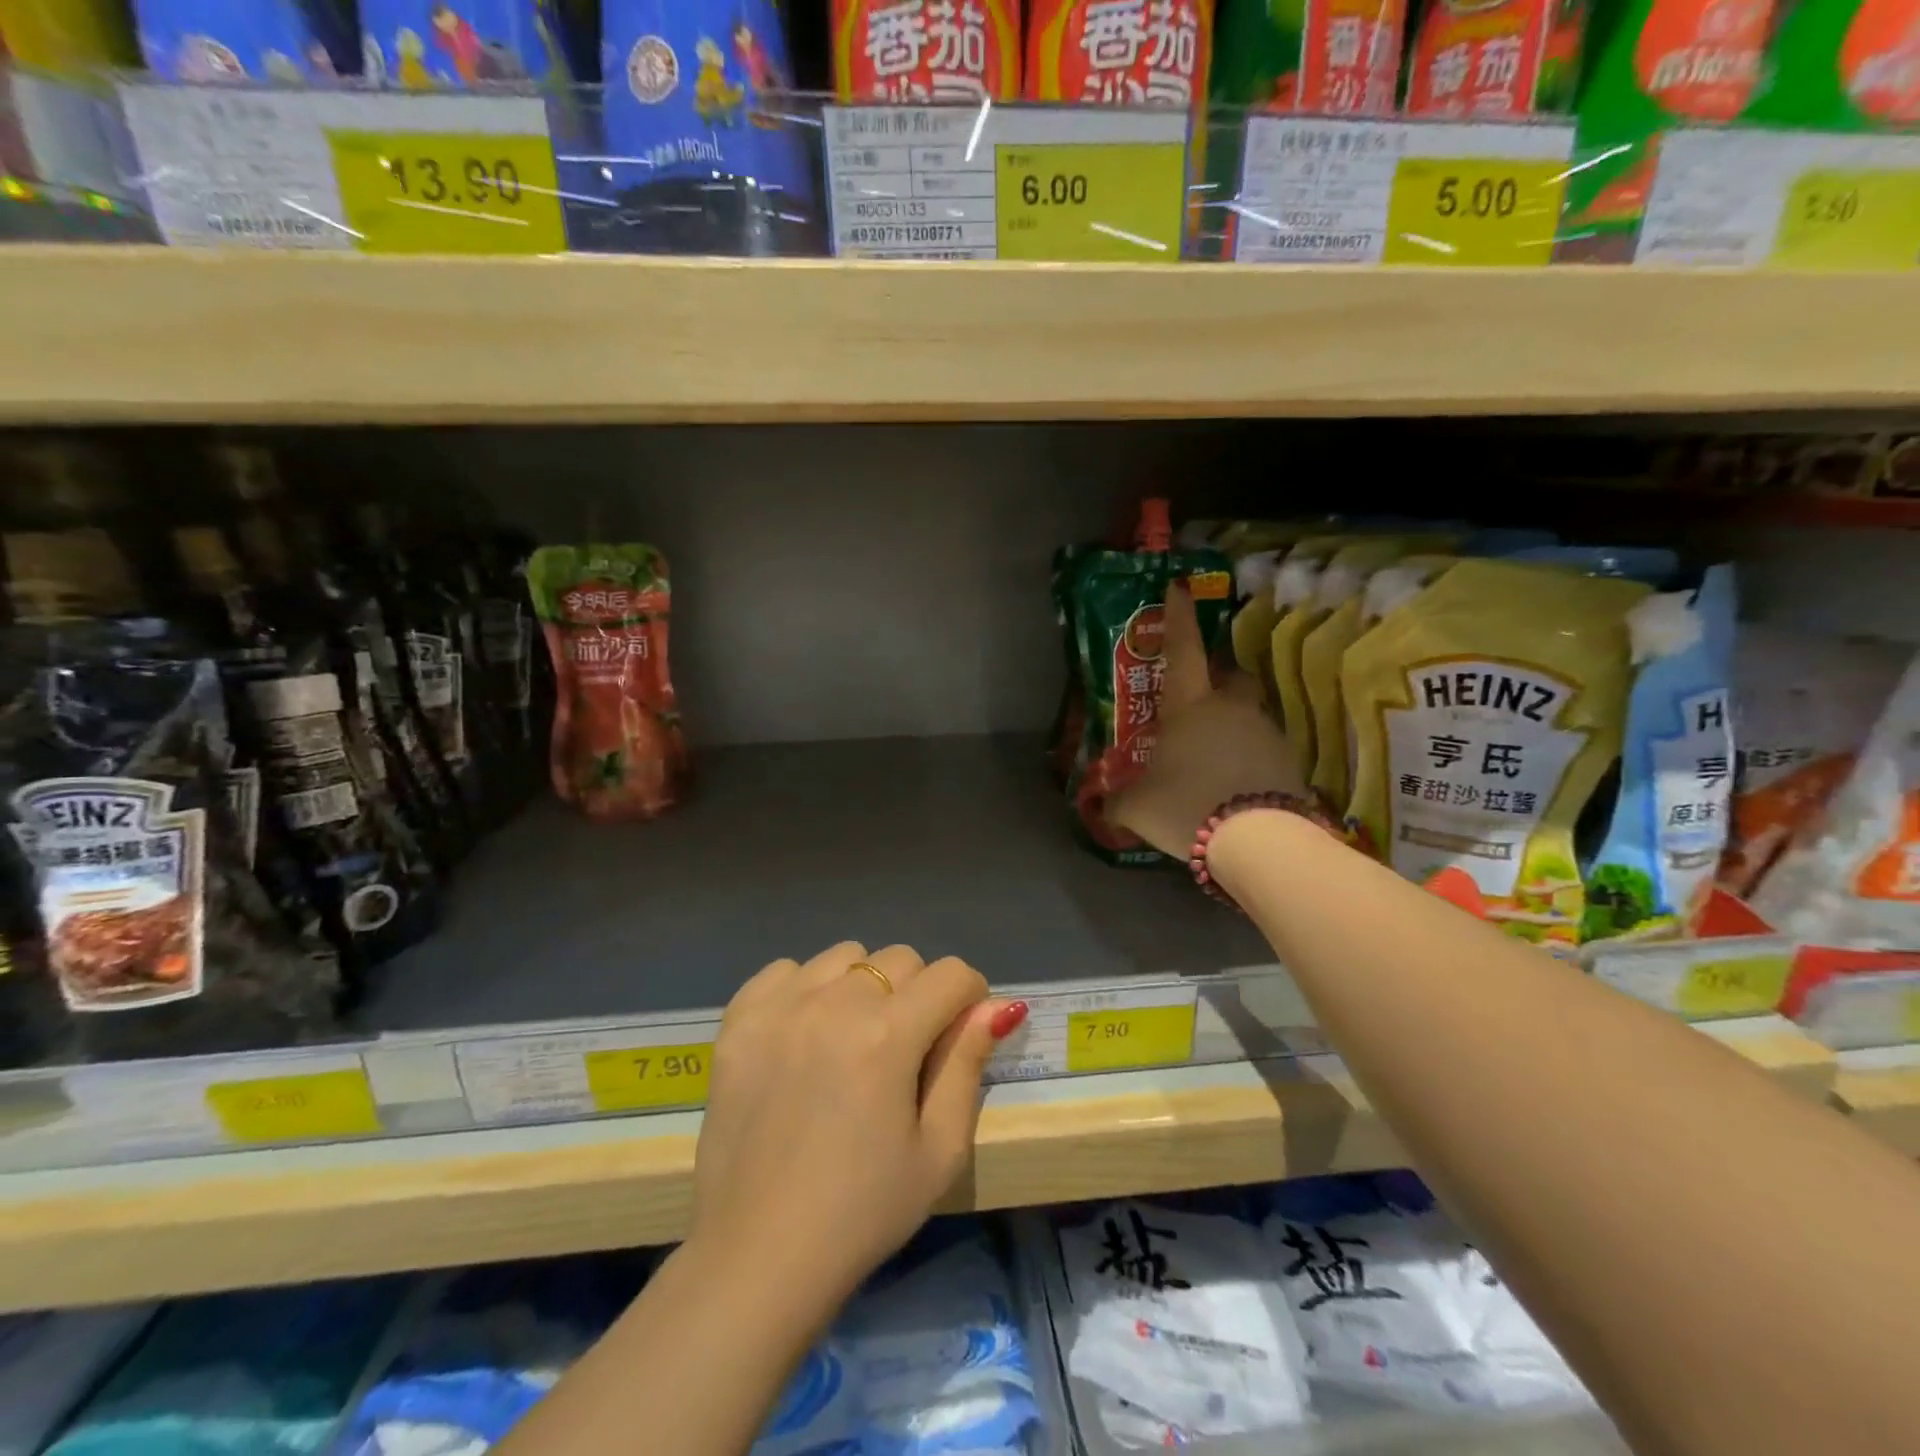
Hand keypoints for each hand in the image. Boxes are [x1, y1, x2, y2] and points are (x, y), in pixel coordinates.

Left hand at [690, 942, 1024, 1322]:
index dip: (970, 999)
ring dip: (862, 986)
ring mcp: (780, 1006)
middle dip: (919, 994)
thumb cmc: (862, 1212)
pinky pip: (786, 970)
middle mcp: (834, 1001)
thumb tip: (998, 1007)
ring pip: (845, 956)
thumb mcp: (939, 1150)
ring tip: (850, 1040)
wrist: (757, 1257)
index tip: (960, 1036)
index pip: (952, 974)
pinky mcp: (739, 1020)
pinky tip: (803, 1035)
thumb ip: (968, 1065)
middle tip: (904, 1052)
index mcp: (888, 1033)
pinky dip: (804, 989)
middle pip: (900, 959)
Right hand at [1109, 583, 1304, 857]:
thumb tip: (1102, 806)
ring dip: (1232, 724)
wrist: (1258, 839)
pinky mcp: (1289, 762)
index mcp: (1189, 706)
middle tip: (1200, 697)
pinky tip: (1235, 785)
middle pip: (1230, 677)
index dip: (1180, 618)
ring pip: (1249, 714)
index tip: (1180, 588)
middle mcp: (1230, 709)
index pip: (1183, 650)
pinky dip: (1249, 758)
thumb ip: (1118, 801)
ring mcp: (1265, 732)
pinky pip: (1264, 749)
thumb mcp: (1137, 807)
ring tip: (1213, 757)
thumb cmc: (1186, 805)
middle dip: (1217, 679)